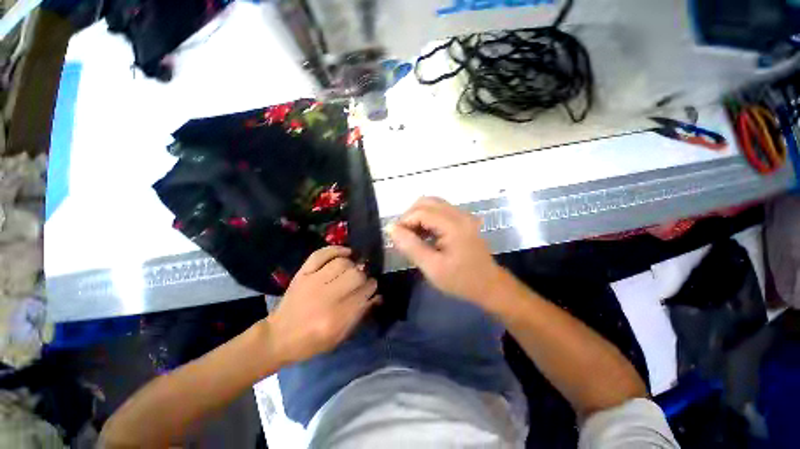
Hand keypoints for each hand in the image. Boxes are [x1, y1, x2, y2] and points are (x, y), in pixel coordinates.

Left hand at [267, 246, 378, 364]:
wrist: (279, 337)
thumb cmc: (313, 341)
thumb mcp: (340, 336)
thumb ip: (361, 314)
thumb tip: (378, 295)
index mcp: (337, 317)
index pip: (365, 292)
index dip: (372, 287)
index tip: (371, 287)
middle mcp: (326, 297)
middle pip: (356, 275)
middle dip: (363, 276)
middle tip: (361, 280)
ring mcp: (312, 282)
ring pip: (342, 263)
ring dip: (352, 265)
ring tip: (352, 270)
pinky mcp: (303, 274)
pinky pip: (321, 254)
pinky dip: (336, 250)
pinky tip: (346, 252)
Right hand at [387, 197, 503, 304]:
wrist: (489, 285)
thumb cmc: (461, 280)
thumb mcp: (432, 267)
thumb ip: (410, 246)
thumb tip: (391, 228)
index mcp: (454, 225)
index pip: (421, 212)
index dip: (404, 222)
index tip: (395, 238)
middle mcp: (459, 214)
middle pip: (426, 202)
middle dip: (410, 216)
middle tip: (404, 236)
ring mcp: (463, 215)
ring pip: (432, 204)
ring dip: (418, 216)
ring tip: (413, 236)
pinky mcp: (463, 219)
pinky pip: (440, 210)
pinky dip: (427, 218)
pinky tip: (425, 235)